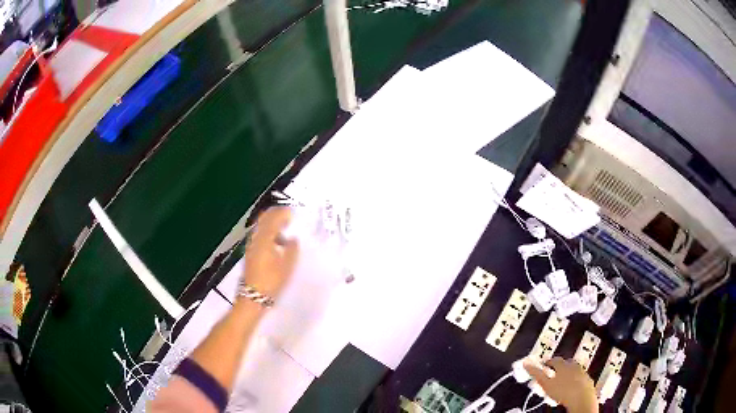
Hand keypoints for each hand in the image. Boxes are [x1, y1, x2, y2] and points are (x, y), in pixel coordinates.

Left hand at [242, 207, 298, 299]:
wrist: (253, 296)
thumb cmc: (272, 281)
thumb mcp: (287, 266)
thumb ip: (292, 249)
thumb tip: (293, 238)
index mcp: (265, 238)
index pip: (274, 217)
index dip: (284, 213)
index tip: (294, 214)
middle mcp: (256, 237)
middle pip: (265, 218)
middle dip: (277, 215)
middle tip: (289, 218)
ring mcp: (251, 244)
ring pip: (261, 226)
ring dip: (272, 224)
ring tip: (285, 230)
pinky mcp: (250, 251)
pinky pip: (259, 235)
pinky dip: (268, 232)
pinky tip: (277, 243)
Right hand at [524, 357, 597, 412]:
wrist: (581, 399)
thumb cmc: (563, 391)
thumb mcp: (546, 384)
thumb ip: (536, 373)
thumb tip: (526, 364)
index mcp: (563, 365)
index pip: (554, 360)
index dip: (547, 362)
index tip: (543, 365)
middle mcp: (574, 366)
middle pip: (566, 363)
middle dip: (559, 367)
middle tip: (553, 373)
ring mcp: (582, 373)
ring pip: (574, 369)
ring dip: (568, 373)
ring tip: (562, 381)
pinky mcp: (587, 381)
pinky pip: (580, 377)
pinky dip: (575, 380)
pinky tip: (571, 387)